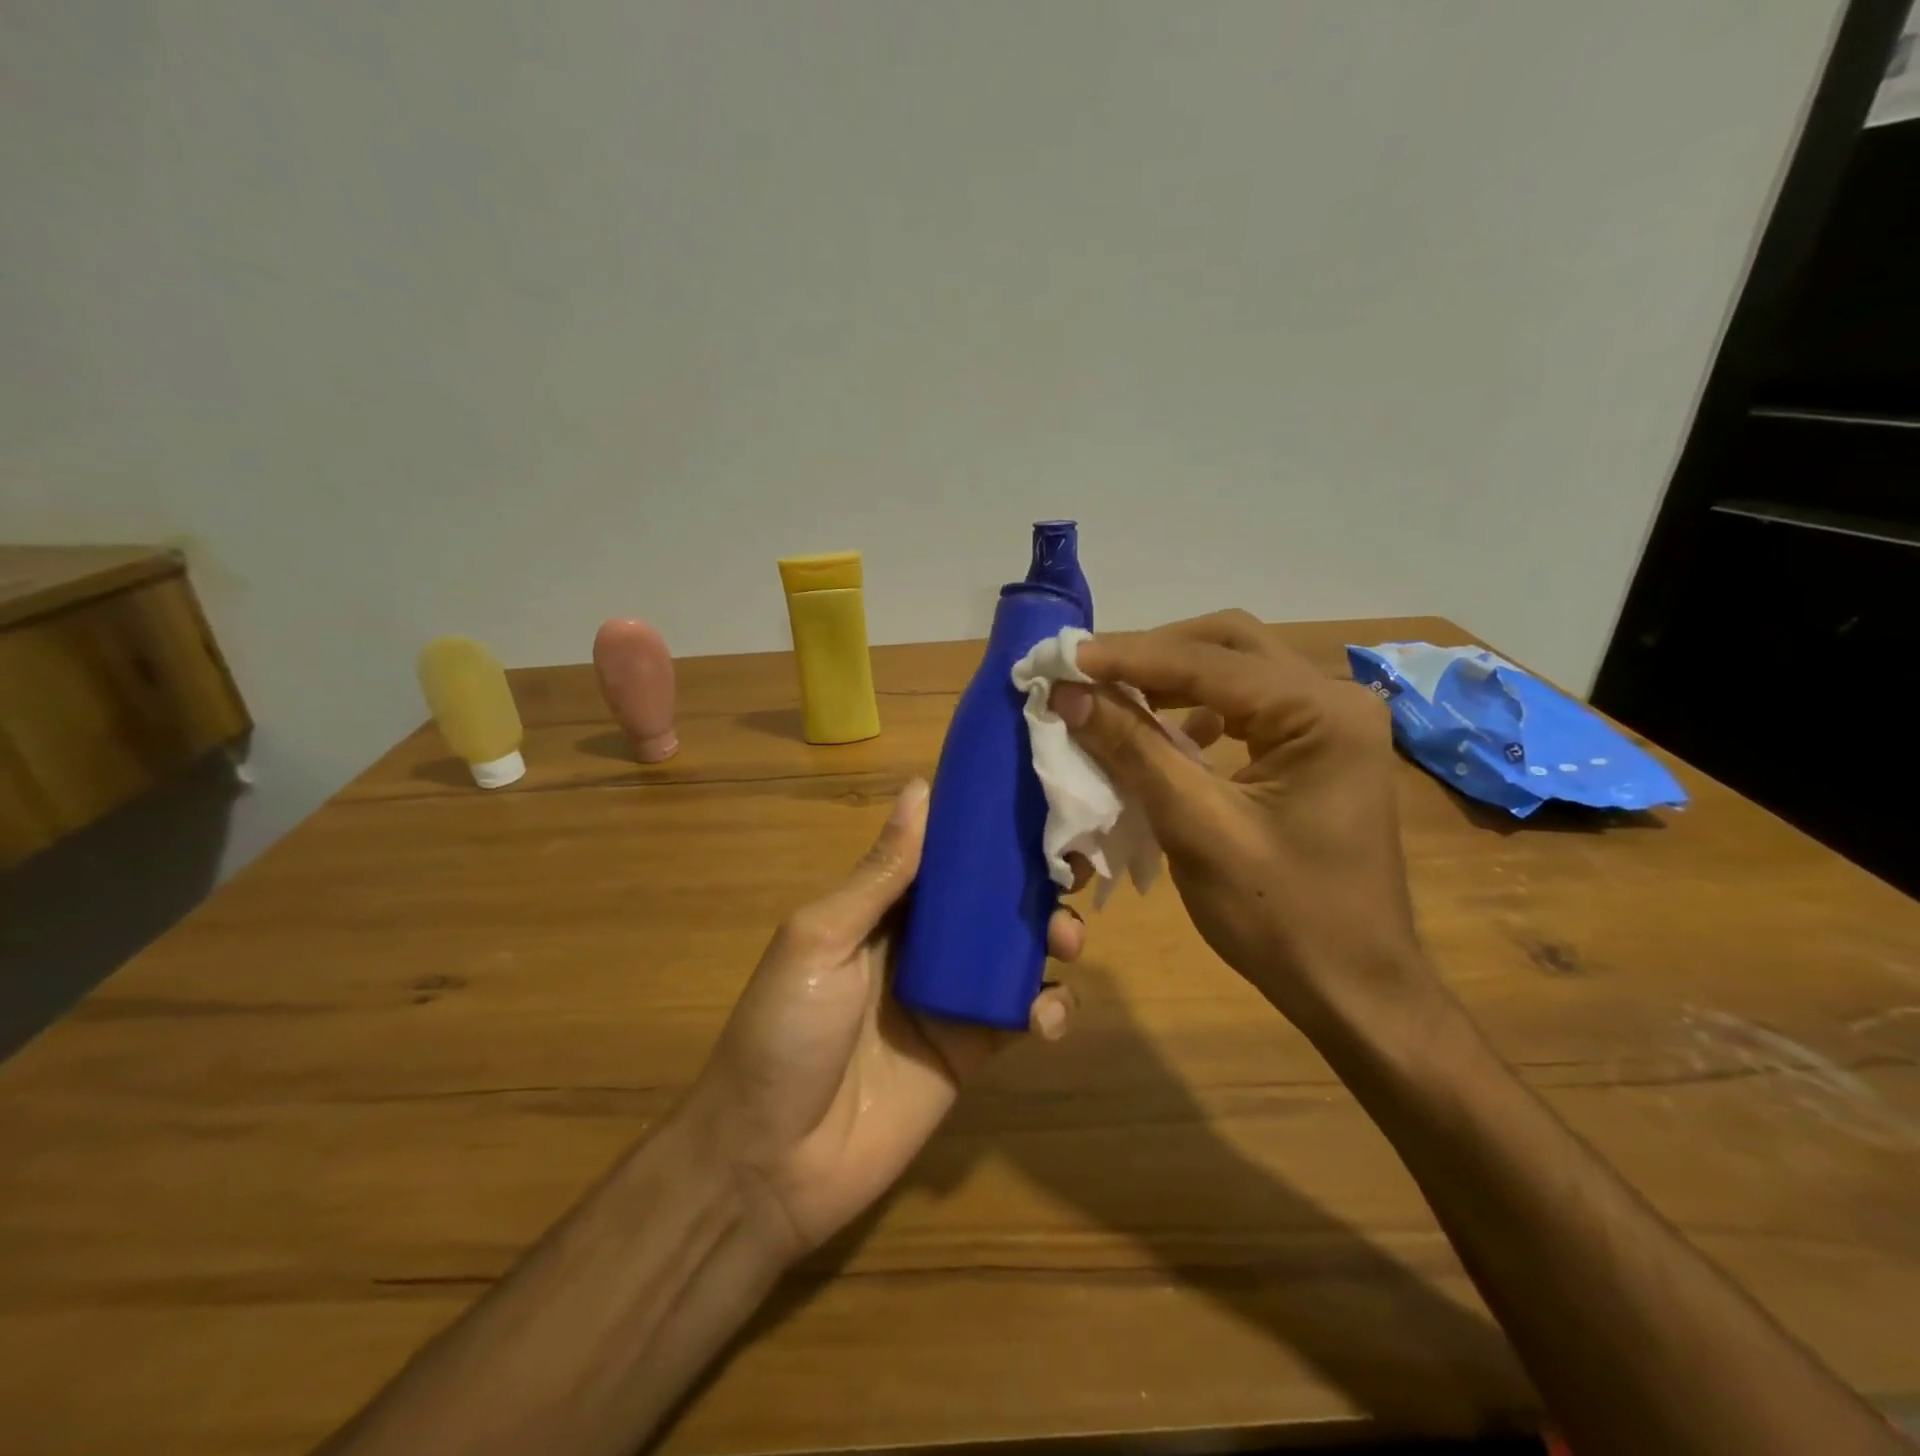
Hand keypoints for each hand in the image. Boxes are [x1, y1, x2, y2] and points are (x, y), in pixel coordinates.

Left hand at [689, 778, 1084, 1255]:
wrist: (771, 1163)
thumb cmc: (785, 1032)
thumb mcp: (821, 940)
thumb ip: (879, 873)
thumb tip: (919, 789)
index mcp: (883, 908)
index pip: (945, 854)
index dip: (989, 829)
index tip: (1039, 803)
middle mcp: (922, 943)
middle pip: (991, 899)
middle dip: (1036, 881)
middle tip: (1074, 872)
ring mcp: (951, 997)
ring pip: (1017, 951)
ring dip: (1054, 936)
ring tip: (1069, 940)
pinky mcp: (974, 1050)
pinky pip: (1022, 1015)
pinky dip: (1049, 1008)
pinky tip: (1047, 1017)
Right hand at [1050, 610, 1431, 1031]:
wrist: (1355, 989)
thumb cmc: (1281, 916)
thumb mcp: (1196, 828)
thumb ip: (1133, 749)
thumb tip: (1068, 694)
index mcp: (1322, 712)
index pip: (1209, 662)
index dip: (1129, 657)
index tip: (1064, 658)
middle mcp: (1334, 699)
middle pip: (1229, 645)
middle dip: (1154, 654)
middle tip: (1089, 670)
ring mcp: (1331, 724)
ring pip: (1237, 670)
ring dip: (1172, 677)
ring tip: (1112, 692)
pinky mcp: (1318, 750)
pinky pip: (1248, 706)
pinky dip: (1197, 708)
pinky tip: (1166, 730)